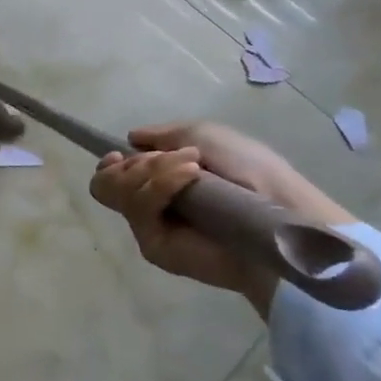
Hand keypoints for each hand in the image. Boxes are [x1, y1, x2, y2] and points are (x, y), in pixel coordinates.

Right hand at [89, 121, 351, 316]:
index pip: (113, 175)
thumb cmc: (250, 169)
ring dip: (152, 170)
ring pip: (114, 190)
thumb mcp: (204, 135)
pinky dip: (161, 185)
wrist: (276, 210)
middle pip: (105, 182)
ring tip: (192, 169)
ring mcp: (149, 226)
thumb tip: (130, 140)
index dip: (110, 163)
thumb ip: (162, 136)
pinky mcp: (153, 245)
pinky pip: (137, 208)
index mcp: (160, 181)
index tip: (118, 154)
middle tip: (168, 160)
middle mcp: (150, 205)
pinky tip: (190, 179)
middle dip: (133, 164)